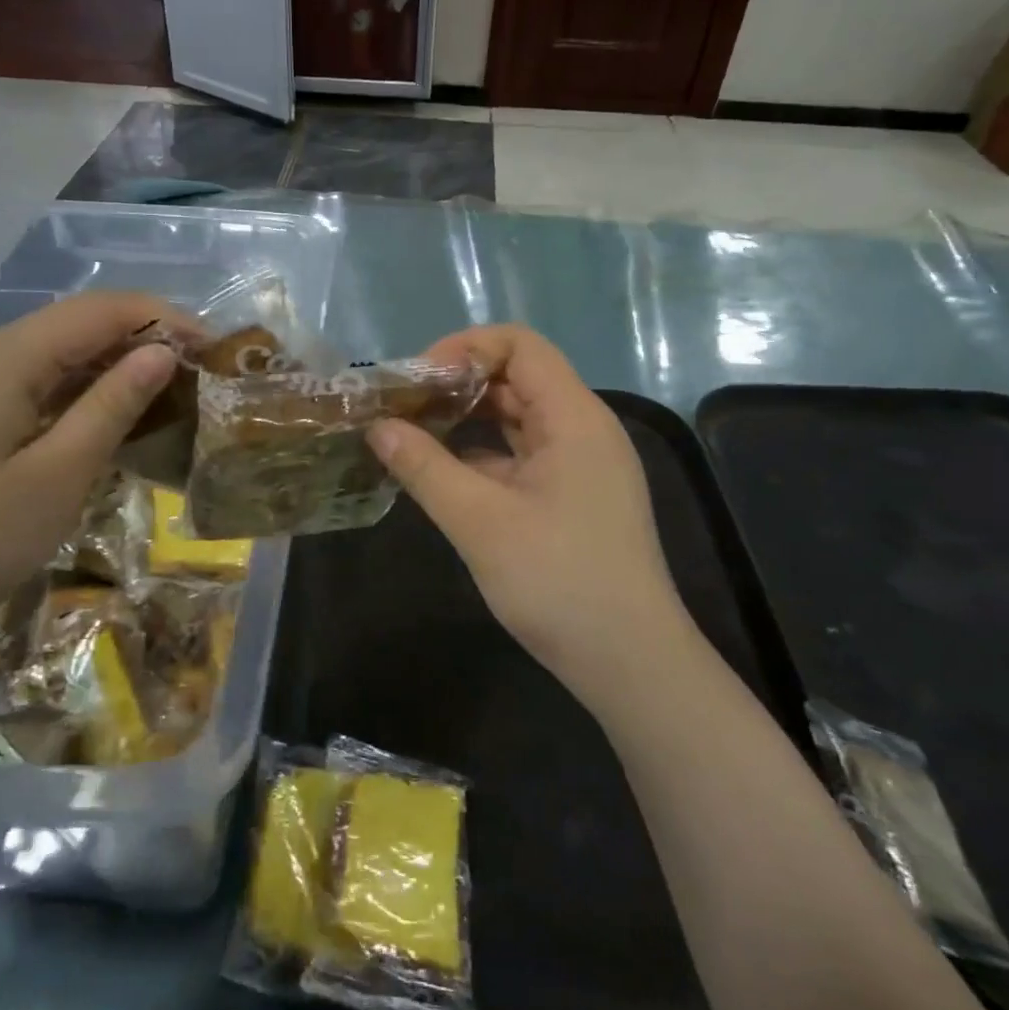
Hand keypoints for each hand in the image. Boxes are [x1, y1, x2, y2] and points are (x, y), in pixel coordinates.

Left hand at [0, 292, 189, 684]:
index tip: (213, 349)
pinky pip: (15, 390)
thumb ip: (111, 407)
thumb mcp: (55, 479)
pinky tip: (90, 430)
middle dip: (136, 345)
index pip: (98, 310)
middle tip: (193, 383)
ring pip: (42, 360)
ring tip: (156, 405)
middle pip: (68, 328)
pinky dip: (64, 399)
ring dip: (102, 373)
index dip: (162, 318)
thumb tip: (160, 353)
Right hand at [368, 325, 690, 714]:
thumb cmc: (558, 581)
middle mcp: (582, 430)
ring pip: (518, 419)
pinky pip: (522, 456)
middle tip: (402, 406)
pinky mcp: (572, 497)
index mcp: (574, 418)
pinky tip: (442, 473)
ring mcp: (580, 465)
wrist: (630, 663)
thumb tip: (378, 426)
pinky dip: (482, 455)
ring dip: (467, 420)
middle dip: (457, 383)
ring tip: (412, 432)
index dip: (465, 348)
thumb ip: (425, 467)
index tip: (417, 380)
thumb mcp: (480, 522)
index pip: (520, 346)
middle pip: (518, 378)